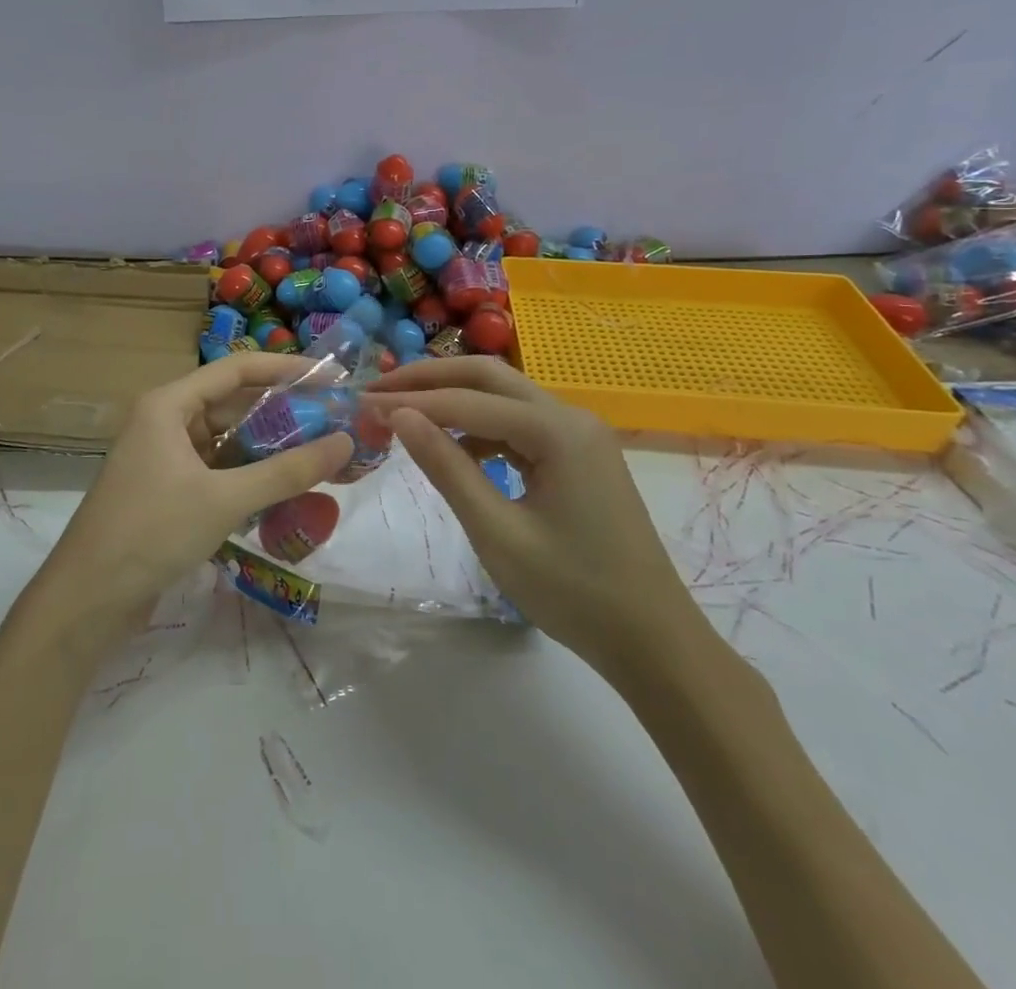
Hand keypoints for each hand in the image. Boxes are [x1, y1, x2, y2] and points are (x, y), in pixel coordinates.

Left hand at [35, 353, 353, 627]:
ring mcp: (163, 457)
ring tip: (318, 454)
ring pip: (225, 440)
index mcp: (168, 405)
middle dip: (282, 413)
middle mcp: (164, 421)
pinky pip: (216, 470)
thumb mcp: (225, 499)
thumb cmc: (152, 532)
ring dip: (266, 448)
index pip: (236, 370)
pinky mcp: (166, 490)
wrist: (87, 600)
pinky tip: (282, 490)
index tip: (330, 377)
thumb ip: (287, 471)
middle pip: (232, 404)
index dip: (286, 369)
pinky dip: (247, 476)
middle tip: (333, 422)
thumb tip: (345, 442)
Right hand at [366, 357, 704, 685]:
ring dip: (454, 398)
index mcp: (556, 430)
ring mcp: (579, 433)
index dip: (410, 400)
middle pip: (488, 376)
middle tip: (380, 389)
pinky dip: (481, 425)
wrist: (653, 640)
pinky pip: (520, 423)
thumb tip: (398, 416)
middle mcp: (570, 416)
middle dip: (430, 379)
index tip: (362, 402)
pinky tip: (456, 449)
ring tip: (406, 414)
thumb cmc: (573, 592)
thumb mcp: (496, 532)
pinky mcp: (579, 454)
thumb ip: (446, 467)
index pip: (467, 401)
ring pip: (504, 395)